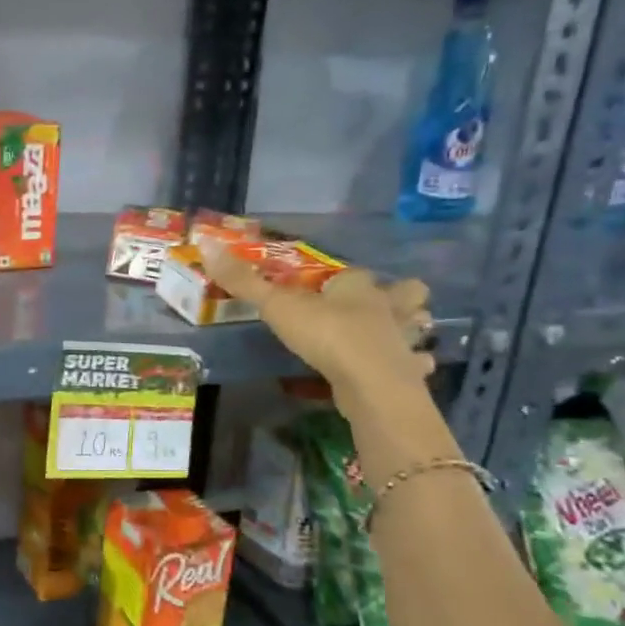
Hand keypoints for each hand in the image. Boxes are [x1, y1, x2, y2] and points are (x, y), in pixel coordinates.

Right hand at [200, 242, 432, 404]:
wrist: (370, 383)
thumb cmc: (327, 335)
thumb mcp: (278, 306)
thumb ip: (244, 281)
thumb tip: (206, 242)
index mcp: (358, 287)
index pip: (355, 274)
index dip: (345, 278)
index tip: (332, 286)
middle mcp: (388, 308)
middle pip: (409, 293)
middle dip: (402, 297)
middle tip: (383, 307)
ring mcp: (403, 341)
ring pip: (418, 328)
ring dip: (411, 331)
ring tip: (396, 338)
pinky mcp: (408, 373)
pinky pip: (417, 366)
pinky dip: (412, 367)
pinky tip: (400, 373)